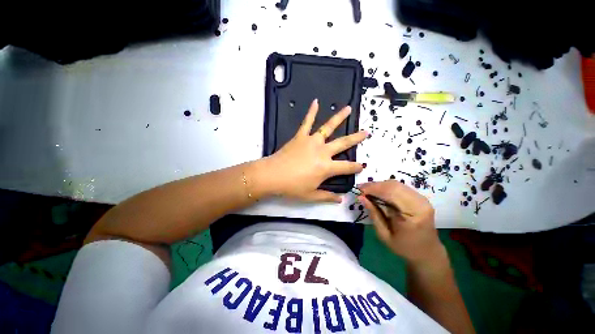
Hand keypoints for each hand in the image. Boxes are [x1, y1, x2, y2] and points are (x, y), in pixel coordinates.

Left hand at [266, 99, 366, 202]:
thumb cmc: (292, 187)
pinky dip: (311, 112)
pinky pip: (307, 122)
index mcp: (327, 167)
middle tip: (366, 132)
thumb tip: (341, 198)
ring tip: (348, 108)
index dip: (356, 167)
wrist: (272, 176)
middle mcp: (322, 151)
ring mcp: (312, 142)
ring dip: (339, 117)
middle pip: (343, 143)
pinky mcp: (300, 137)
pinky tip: (316, 102)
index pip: (347, 167)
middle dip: (356, 138)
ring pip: (328, 127)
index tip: (362, 166)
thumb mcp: (311, 196)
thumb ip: (327, 196)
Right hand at [358, 180, 444, 263]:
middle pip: (394, 186)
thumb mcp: (384, 235)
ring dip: (380, 185)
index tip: (359, 190)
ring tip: (367, 189)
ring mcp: (423, 199)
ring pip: (397, 184)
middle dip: (375, 185)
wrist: (427, 252)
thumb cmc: (404, 247)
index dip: (373, 189)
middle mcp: (420, 204)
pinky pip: (401, 187)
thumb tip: (361, 197)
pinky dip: (387, 187)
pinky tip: (378, 191)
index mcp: (413, 216)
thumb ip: (374, 214)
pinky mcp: (421, 198)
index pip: (390, 194)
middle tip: (361, 188)